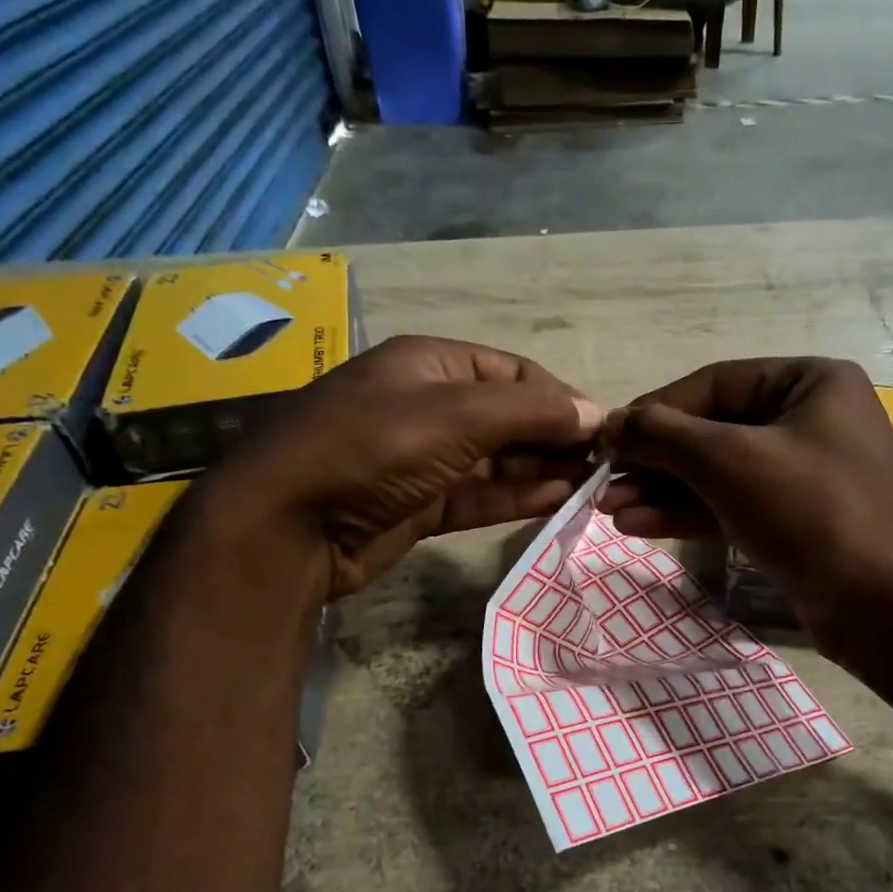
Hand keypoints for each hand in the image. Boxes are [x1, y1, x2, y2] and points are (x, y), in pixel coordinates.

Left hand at [203, 336, 601, 598]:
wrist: (288, 527)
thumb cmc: (371, 448)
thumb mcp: (453, 416)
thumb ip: (529, 412)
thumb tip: (595, 413)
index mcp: (430, 364)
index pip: (513, 372)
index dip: (560, 398)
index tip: (603, 430)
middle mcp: (429, 405)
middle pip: (508, 417)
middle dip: (555, 437)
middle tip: (604, 465)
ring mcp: (424, 459)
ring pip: (497, 460)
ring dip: (542, 470)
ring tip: (592, 486)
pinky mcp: (421, 505)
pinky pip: (480, 494)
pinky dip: (516, 497)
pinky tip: (557, 501)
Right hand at [598, 359, 892, 651]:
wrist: (890, 607)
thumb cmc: (813, 511)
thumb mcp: (730, 461)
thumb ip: (663, 435)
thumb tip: (608, 423)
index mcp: (808, 383)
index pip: (712, 385)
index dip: (653, 411)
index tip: (605, 439)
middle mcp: (808, 421)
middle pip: (712, 432)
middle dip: (654, 460)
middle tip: (601, 483)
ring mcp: (803, 476)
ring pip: (718, 475)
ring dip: (662, 491)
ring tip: (607, 510)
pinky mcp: (795, 523)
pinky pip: (731, 507)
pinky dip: (688, 515)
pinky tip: (639, 525)